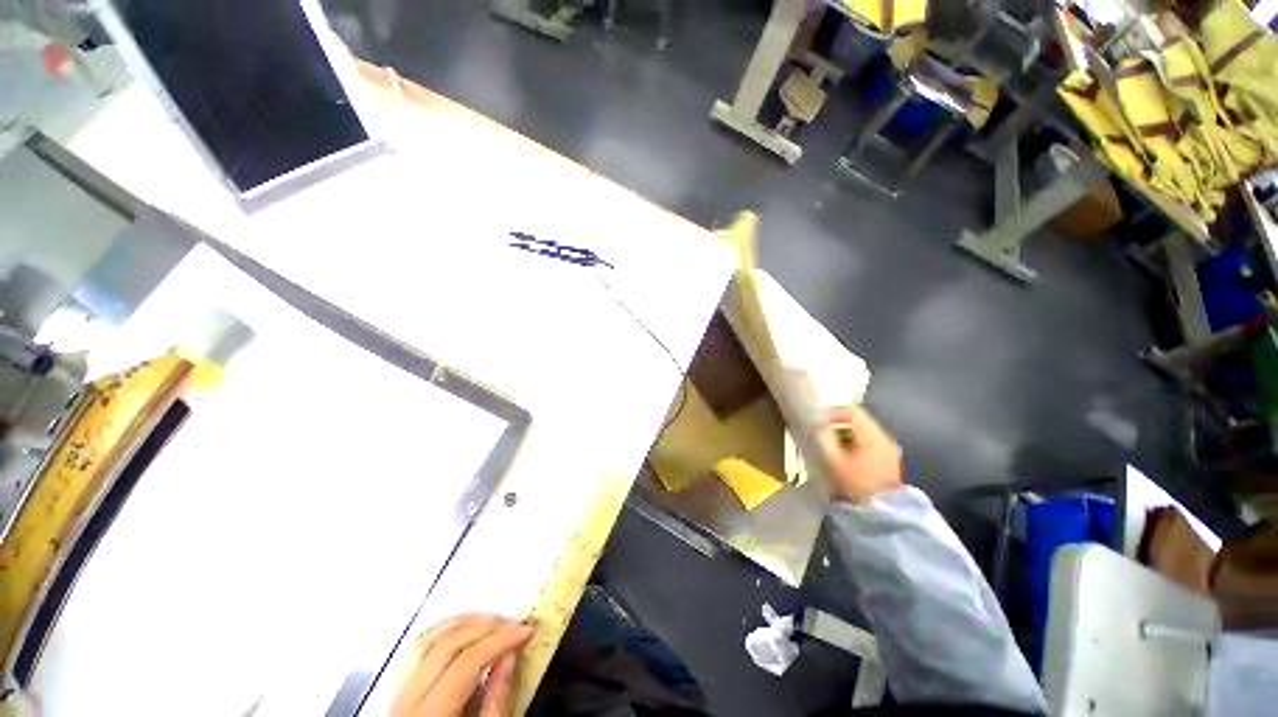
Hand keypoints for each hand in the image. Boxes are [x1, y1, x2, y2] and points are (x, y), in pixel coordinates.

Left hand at [390, 613, 533, 716]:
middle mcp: (405, 701)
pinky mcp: (397, 690)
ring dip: (464, 623)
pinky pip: (416, 650)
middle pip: (445, 645)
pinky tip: (464, 630)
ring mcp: (396, 694)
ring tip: (493, 621)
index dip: (499, 640)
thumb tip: (510, 654)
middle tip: (515, 623)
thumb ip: (496, 700)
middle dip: (485, 627)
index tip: (527, 630)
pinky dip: (443, 631)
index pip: (464, 663)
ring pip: (426, 640)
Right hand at [815, 406, 903, 503]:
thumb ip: (824, 439)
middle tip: (819, 432)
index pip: (852, 412)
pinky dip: (850, 443)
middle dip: (836, 424)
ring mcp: (887, 450)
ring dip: (843, 434)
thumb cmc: (855, 485)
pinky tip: (840, 455)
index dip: (832, 412)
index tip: (816, 420)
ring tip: (827, 444)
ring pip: (861, 431)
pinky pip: (865, 442)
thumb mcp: (833, 461)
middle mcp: (884, 439)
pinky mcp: (885, 460)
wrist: (880, 515)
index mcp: (874, 437)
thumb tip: (819, 426)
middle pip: (858, 420)